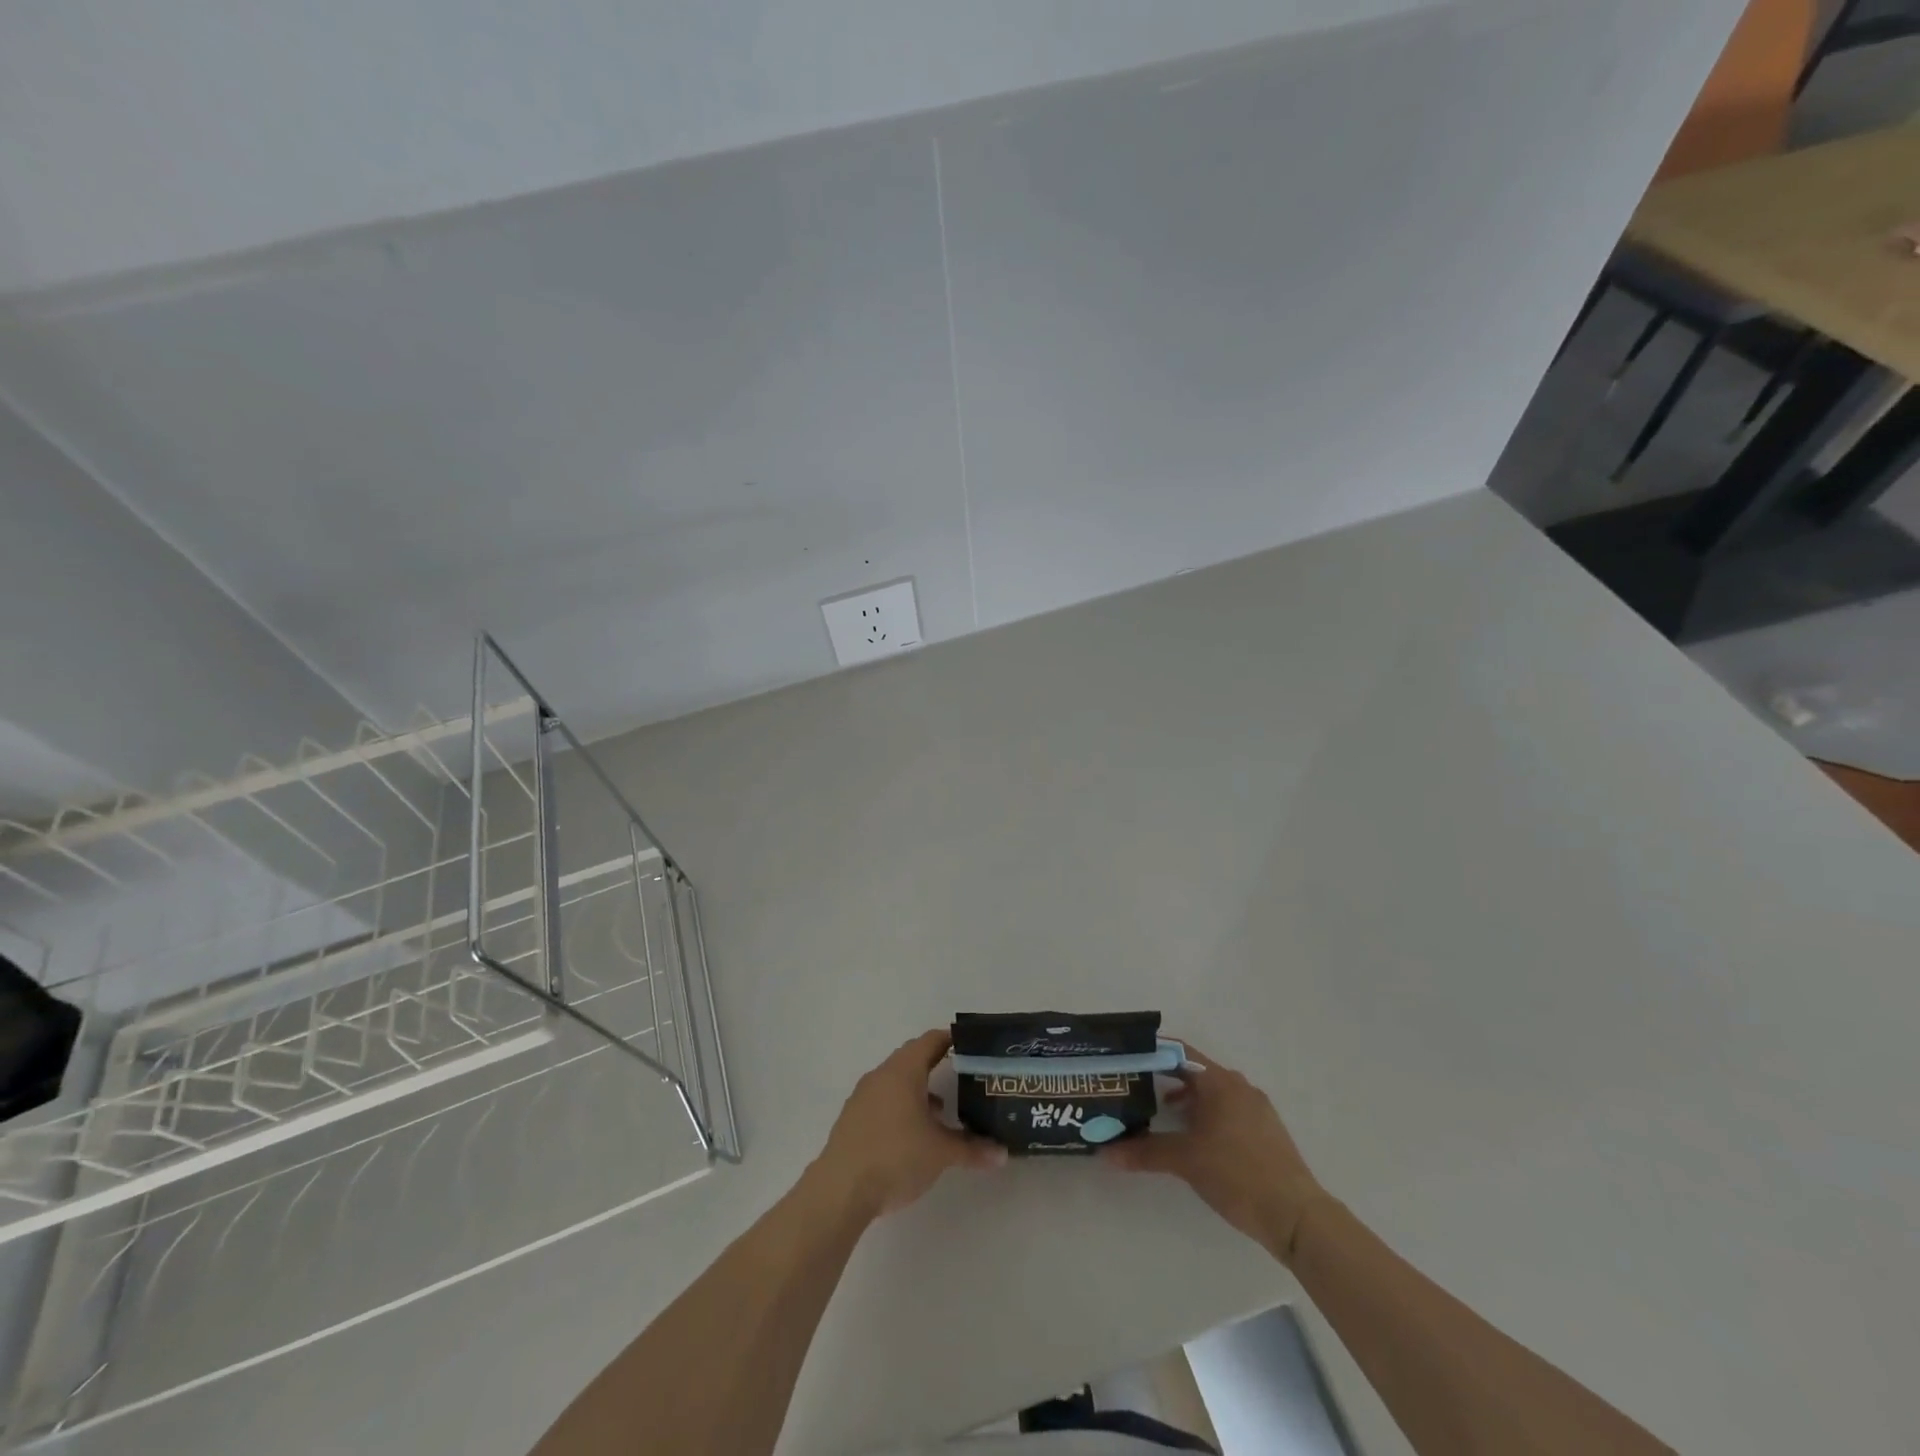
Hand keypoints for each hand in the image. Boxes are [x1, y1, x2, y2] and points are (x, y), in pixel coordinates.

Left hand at [814, 1030, 1006, 1218]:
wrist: (840, 1190)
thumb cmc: (896, 1156)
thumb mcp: (941, 1153)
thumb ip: (972, 1149)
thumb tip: (1002, 1153)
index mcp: (904, 1070)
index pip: (930, 1041)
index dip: (951, 1040)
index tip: (971, 1046)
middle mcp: (881, 1075)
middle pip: (912, 1058)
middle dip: (936, 1065)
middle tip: (963, 1076)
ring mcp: (863, 1096)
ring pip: (896, 1082)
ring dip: (918, 1090)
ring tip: (942, 1111)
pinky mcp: (852, 1119)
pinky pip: (882, 1101)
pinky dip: (901, 1107)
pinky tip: (913, 1134)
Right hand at [1100, 1042, 1328, 1263]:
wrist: (1297, 1216)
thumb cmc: (1237, 1174)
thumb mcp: (1186, 1161)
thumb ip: (1145, 1151)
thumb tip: (1105, 1152)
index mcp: (1219, 1081)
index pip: (1177, 1052)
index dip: (1151, 1053)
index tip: (1126, 1059)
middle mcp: (1238, 1086)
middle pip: (1193, 1071)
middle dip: (1164, 1078)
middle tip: (1135, 1088)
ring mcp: (1255, 1108)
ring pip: (1211, 1093)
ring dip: (1185, 1099)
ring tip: (1160, 1115)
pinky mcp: (1265, 1130)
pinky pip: (1227, 1110)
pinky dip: (1205, 1115)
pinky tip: (1194, 1139)